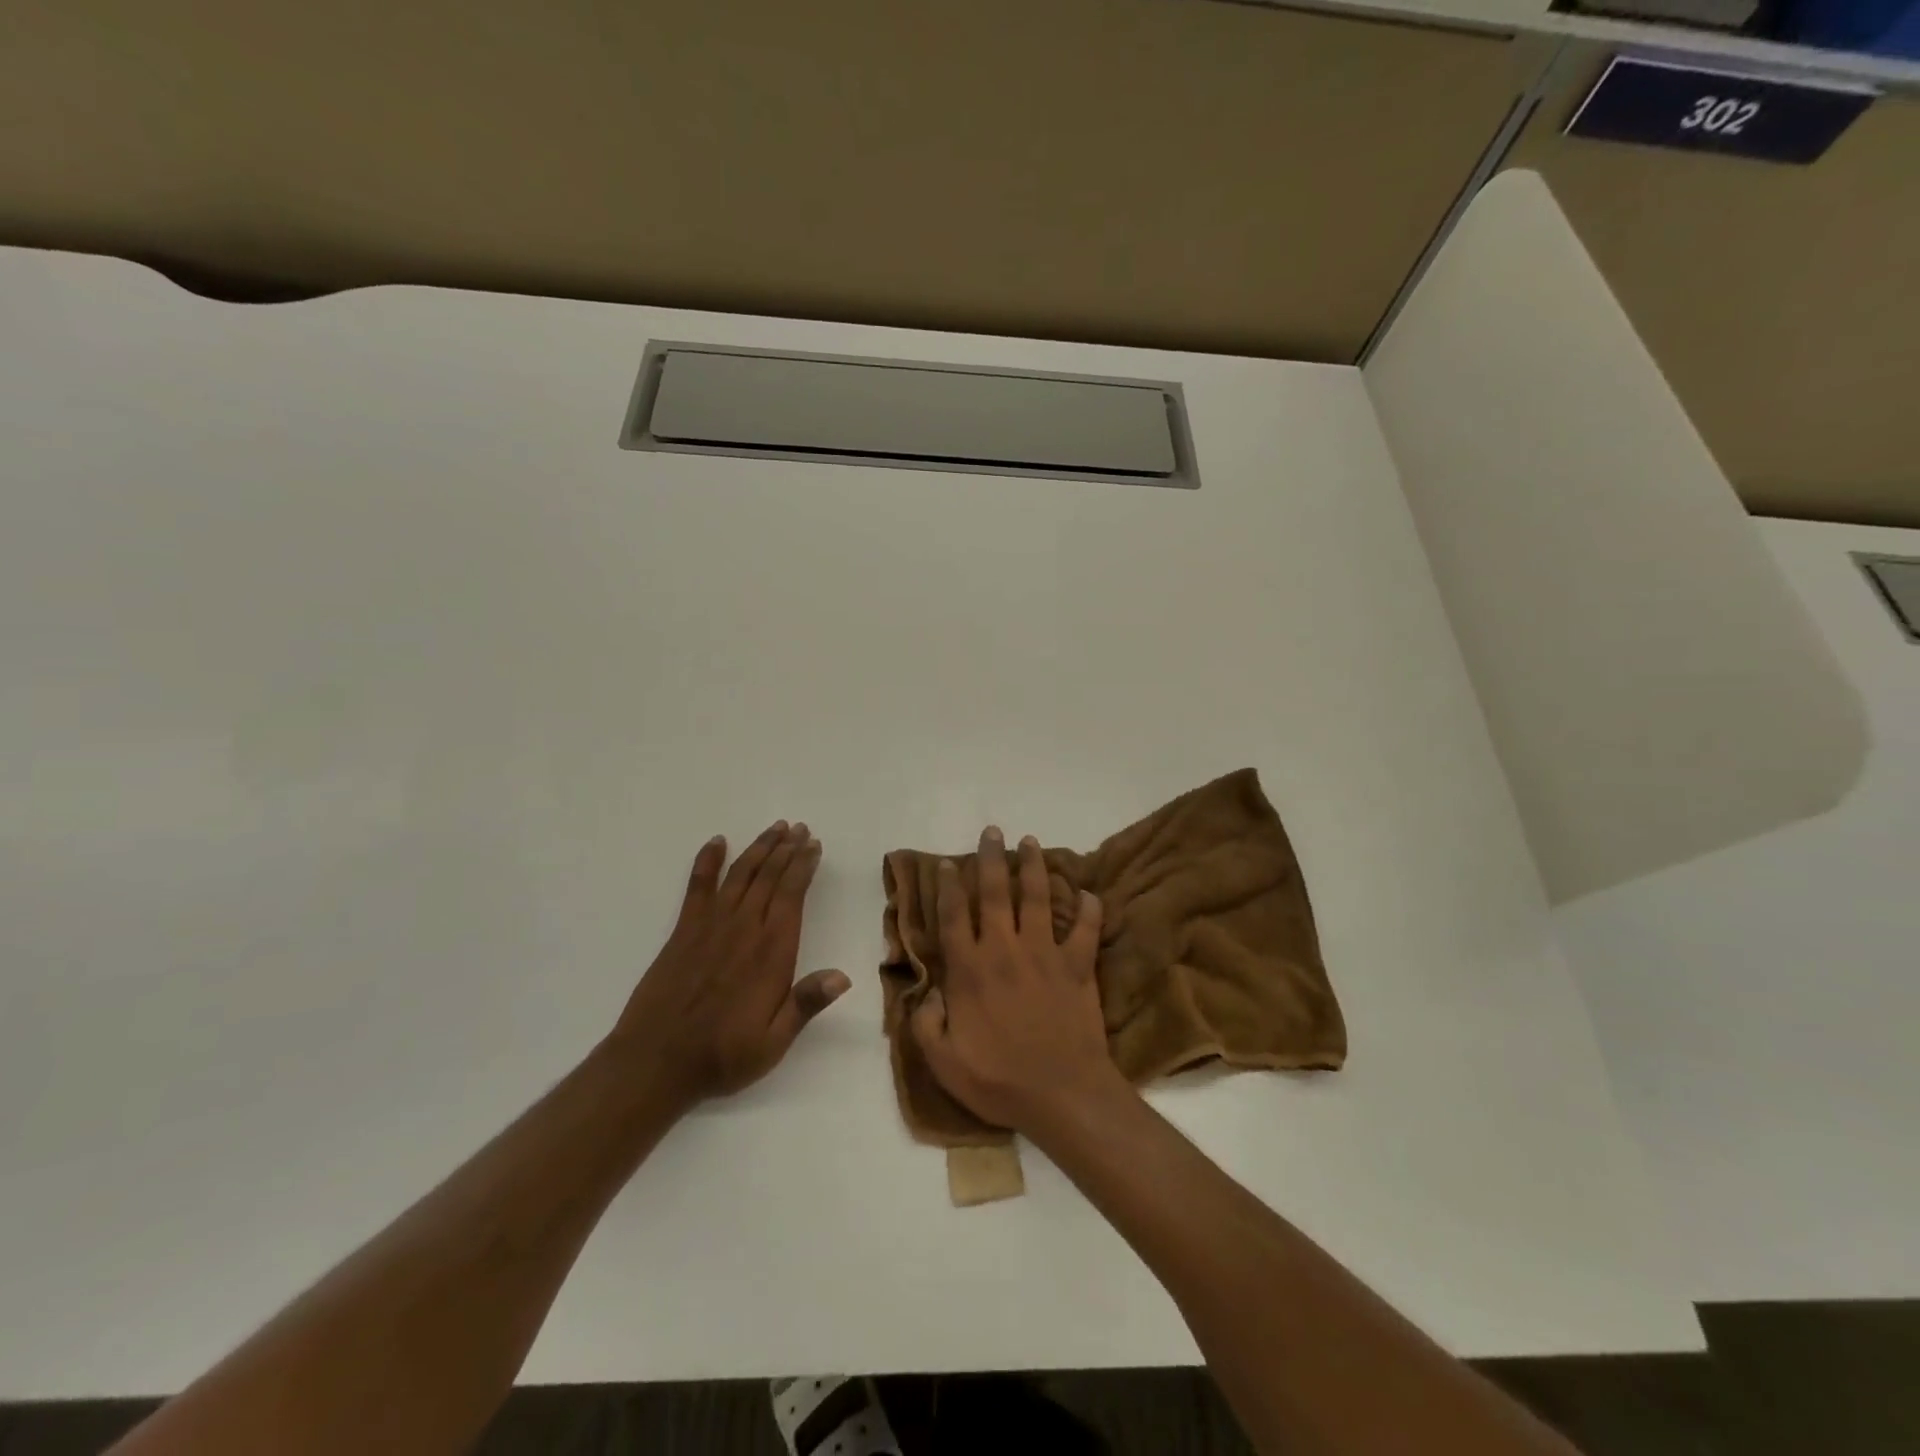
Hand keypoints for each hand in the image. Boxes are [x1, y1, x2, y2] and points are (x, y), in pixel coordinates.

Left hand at [610, 822, 848, 1105]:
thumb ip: (806, 1004)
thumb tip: (843, 976)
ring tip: (775, 828)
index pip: (791, 896)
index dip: (803, 867)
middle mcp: (743, 929)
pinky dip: (707, 861)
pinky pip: (697, 886)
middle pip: (769, 877)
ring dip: (759, 849)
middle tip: (799, 828)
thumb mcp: (773, 1042)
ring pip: (740, 875)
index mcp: (771, 952)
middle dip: (787, 850)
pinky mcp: (683, 931)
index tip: (814, 845)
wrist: (655, 1062)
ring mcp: (710, 926)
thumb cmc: (723, 1055)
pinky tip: (716, 842)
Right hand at [910, 826, 1123, 1133]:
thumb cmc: (999, 1080)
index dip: (950, 887)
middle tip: (992, 831)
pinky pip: (1087, 930)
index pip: (955, 917)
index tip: (951, 863)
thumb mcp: (944, 1062)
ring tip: (1031, 842)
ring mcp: (1045, 954)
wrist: (1063, 1095)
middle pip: (997, 893)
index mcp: (971, 970)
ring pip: (1039, 898)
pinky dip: (1090, 910)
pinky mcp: (1078, 966)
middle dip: (992, 859)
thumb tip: (924, 993)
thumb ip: (926, 1023)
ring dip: (1034, 867)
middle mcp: (1006, 950)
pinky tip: (1090, 892)